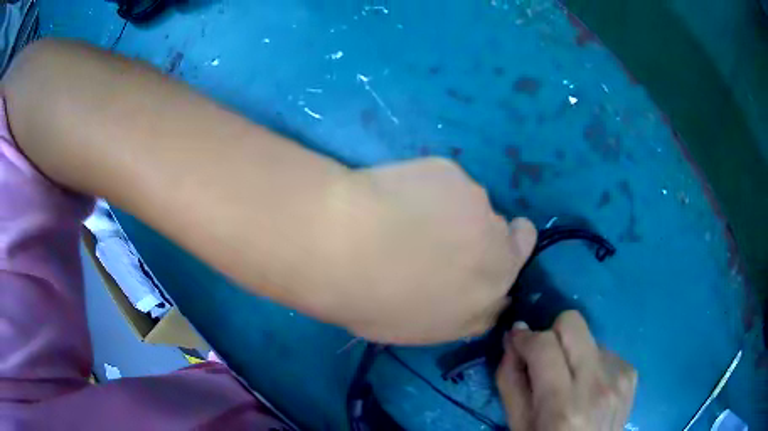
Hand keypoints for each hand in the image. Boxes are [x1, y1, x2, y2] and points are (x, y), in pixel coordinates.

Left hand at [312, 157, 536, 343]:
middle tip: (438, 237)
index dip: (505, 251)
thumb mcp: (431, 330)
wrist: (346, 247)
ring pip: (470, 202)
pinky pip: (445, 180)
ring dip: (451, 209)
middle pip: (501, 228)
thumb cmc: (382, 302)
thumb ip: (469, 314)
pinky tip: (394, 198)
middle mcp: (497, 237)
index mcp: (496, 281)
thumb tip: (486, 300)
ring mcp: (474, 199)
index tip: (481, 252)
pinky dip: (428, 188)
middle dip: (479, 232)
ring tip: (405, 217)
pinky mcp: (448, 171)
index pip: (522, 253)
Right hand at [496, 311, 636, 429]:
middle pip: (573, 323)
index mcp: (563, 405)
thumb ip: (510, 380)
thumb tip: (514, 336)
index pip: (544, 345)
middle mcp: (597, 385)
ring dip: (573, 353)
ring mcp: (619, 377)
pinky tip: (589, 388)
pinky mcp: (631, 374)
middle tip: (544, 358)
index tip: (517, 340)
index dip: (526, 337)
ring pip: (588, 337)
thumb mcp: (518, 424)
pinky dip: (591, 364)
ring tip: (570, 382)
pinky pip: (605, 351)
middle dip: (552, 333)